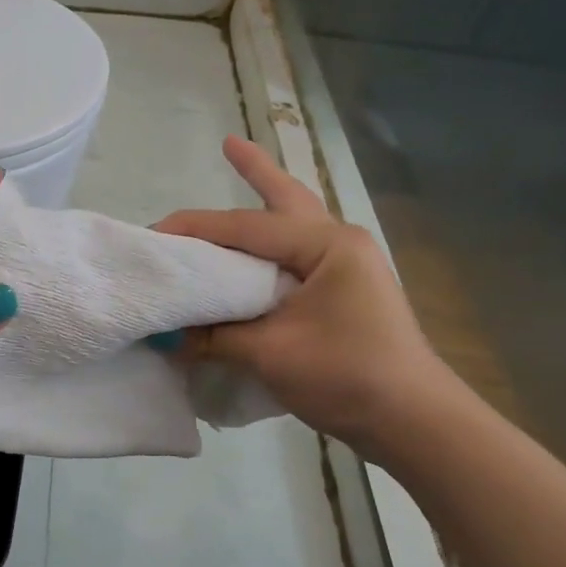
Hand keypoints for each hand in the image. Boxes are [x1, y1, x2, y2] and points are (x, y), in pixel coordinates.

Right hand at [153, 135, 449, 459]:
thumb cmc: (347, 376)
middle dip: (257, 170)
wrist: (413, 423)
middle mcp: (339, 244)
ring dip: (267, 198)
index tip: (152, 233)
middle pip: (287, 198)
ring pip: (294, 222)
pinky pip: (294, 254)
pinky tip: (254, 248)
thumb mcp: (270, 353)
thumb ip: (214, 335)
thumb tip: (167, 335)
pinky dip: (269, 243)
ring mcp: (345, 267)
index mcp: (326, 246)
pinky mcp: (342, 291)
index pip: (245, 227)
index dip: (194, 228)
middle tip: (228, 143)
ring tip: (243, 169)